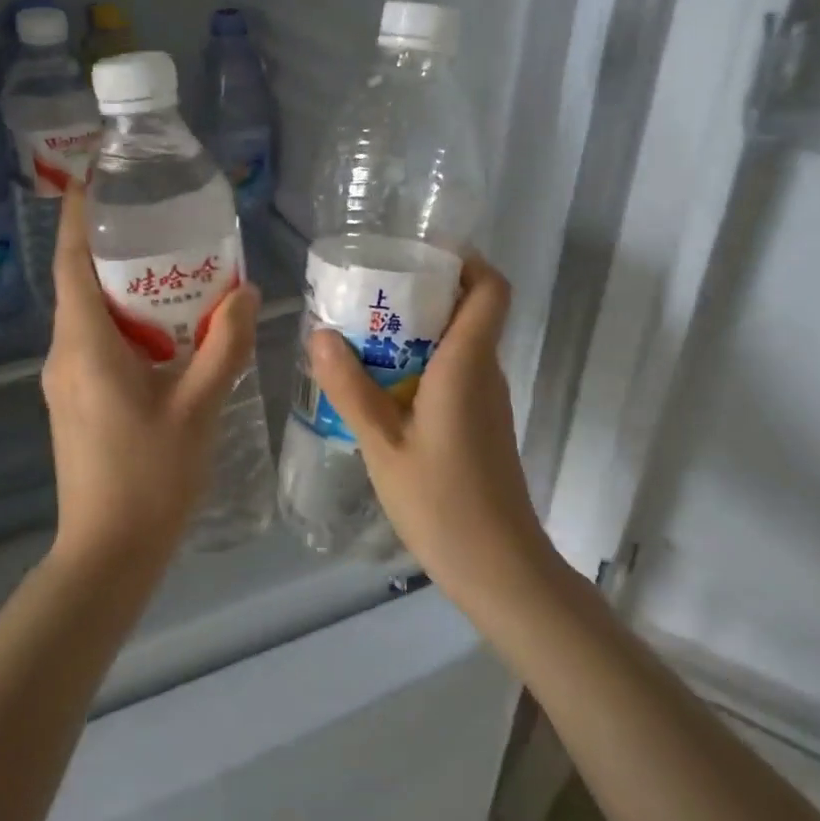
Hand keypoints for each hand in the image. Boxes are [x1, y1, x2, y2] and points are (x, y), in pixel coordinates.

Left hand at [41, 189, 260, 571]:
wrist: (109, 552)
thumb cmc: (151, 476)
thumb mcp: (198, 407)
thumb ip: (225, 346)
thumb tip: (245, 292)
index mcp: (85, 346)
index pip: (71, 263)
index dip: (77, 218)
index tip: (92, 179)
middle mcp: (64, 355)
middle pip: (79, 283)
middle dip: (111, 247)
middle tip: (158, 219)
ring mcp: (64, 381)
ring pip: (88, 315)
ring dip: (121, 288)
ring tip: (170, 268)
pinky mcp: (74, 402)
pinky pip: (94, 343)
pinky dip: (124, 323)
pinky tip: (165, 331)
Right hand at [307, 254, 552, 600]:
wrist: (498, 568)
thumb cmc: (442, 502)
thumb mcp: (382, 445)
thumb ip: (351, 388)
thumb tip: (321, 333)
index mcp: (467, 365)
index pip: (491, 290)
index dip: (467, 261)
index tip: (422, 253)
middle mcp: (485, 372)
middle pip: (469, 310)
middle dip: (425, 292)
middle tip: (370, 292)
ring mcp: (487, 400)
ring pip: (460, 343)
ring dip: (420, 330)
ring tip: (364, 334)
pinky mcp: (481, 423)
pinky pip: (456, 373)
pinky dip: (423, 363)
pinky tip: (381, 385)